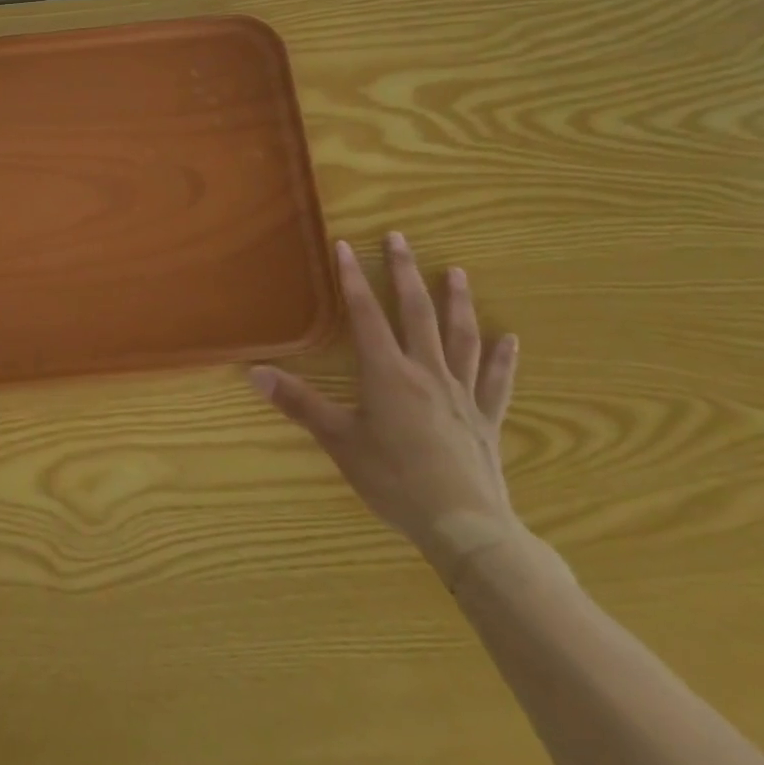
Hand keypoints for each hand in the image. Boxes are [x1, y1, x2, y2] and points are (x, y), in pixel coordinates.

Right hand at [250, 232, 521, 580]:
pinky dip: (502, 358)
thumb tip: (253, 372)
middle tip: (401, 238)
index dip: (354, 279)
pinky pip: (496, 381)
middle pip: (416, 313)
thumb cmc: (394, 480)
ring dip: (457, 302)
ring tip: (457, 272)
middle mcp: (426, 372)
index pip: (366, 315)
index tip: (346, 245)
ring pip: (460, 337)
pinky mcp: (485, 418)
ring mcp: (461, 393)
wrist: (464, 526)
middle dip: (405, 273)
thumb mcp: (339, 441)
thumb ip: (299, 403)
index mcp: (388, 374)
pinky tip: (510, 338)